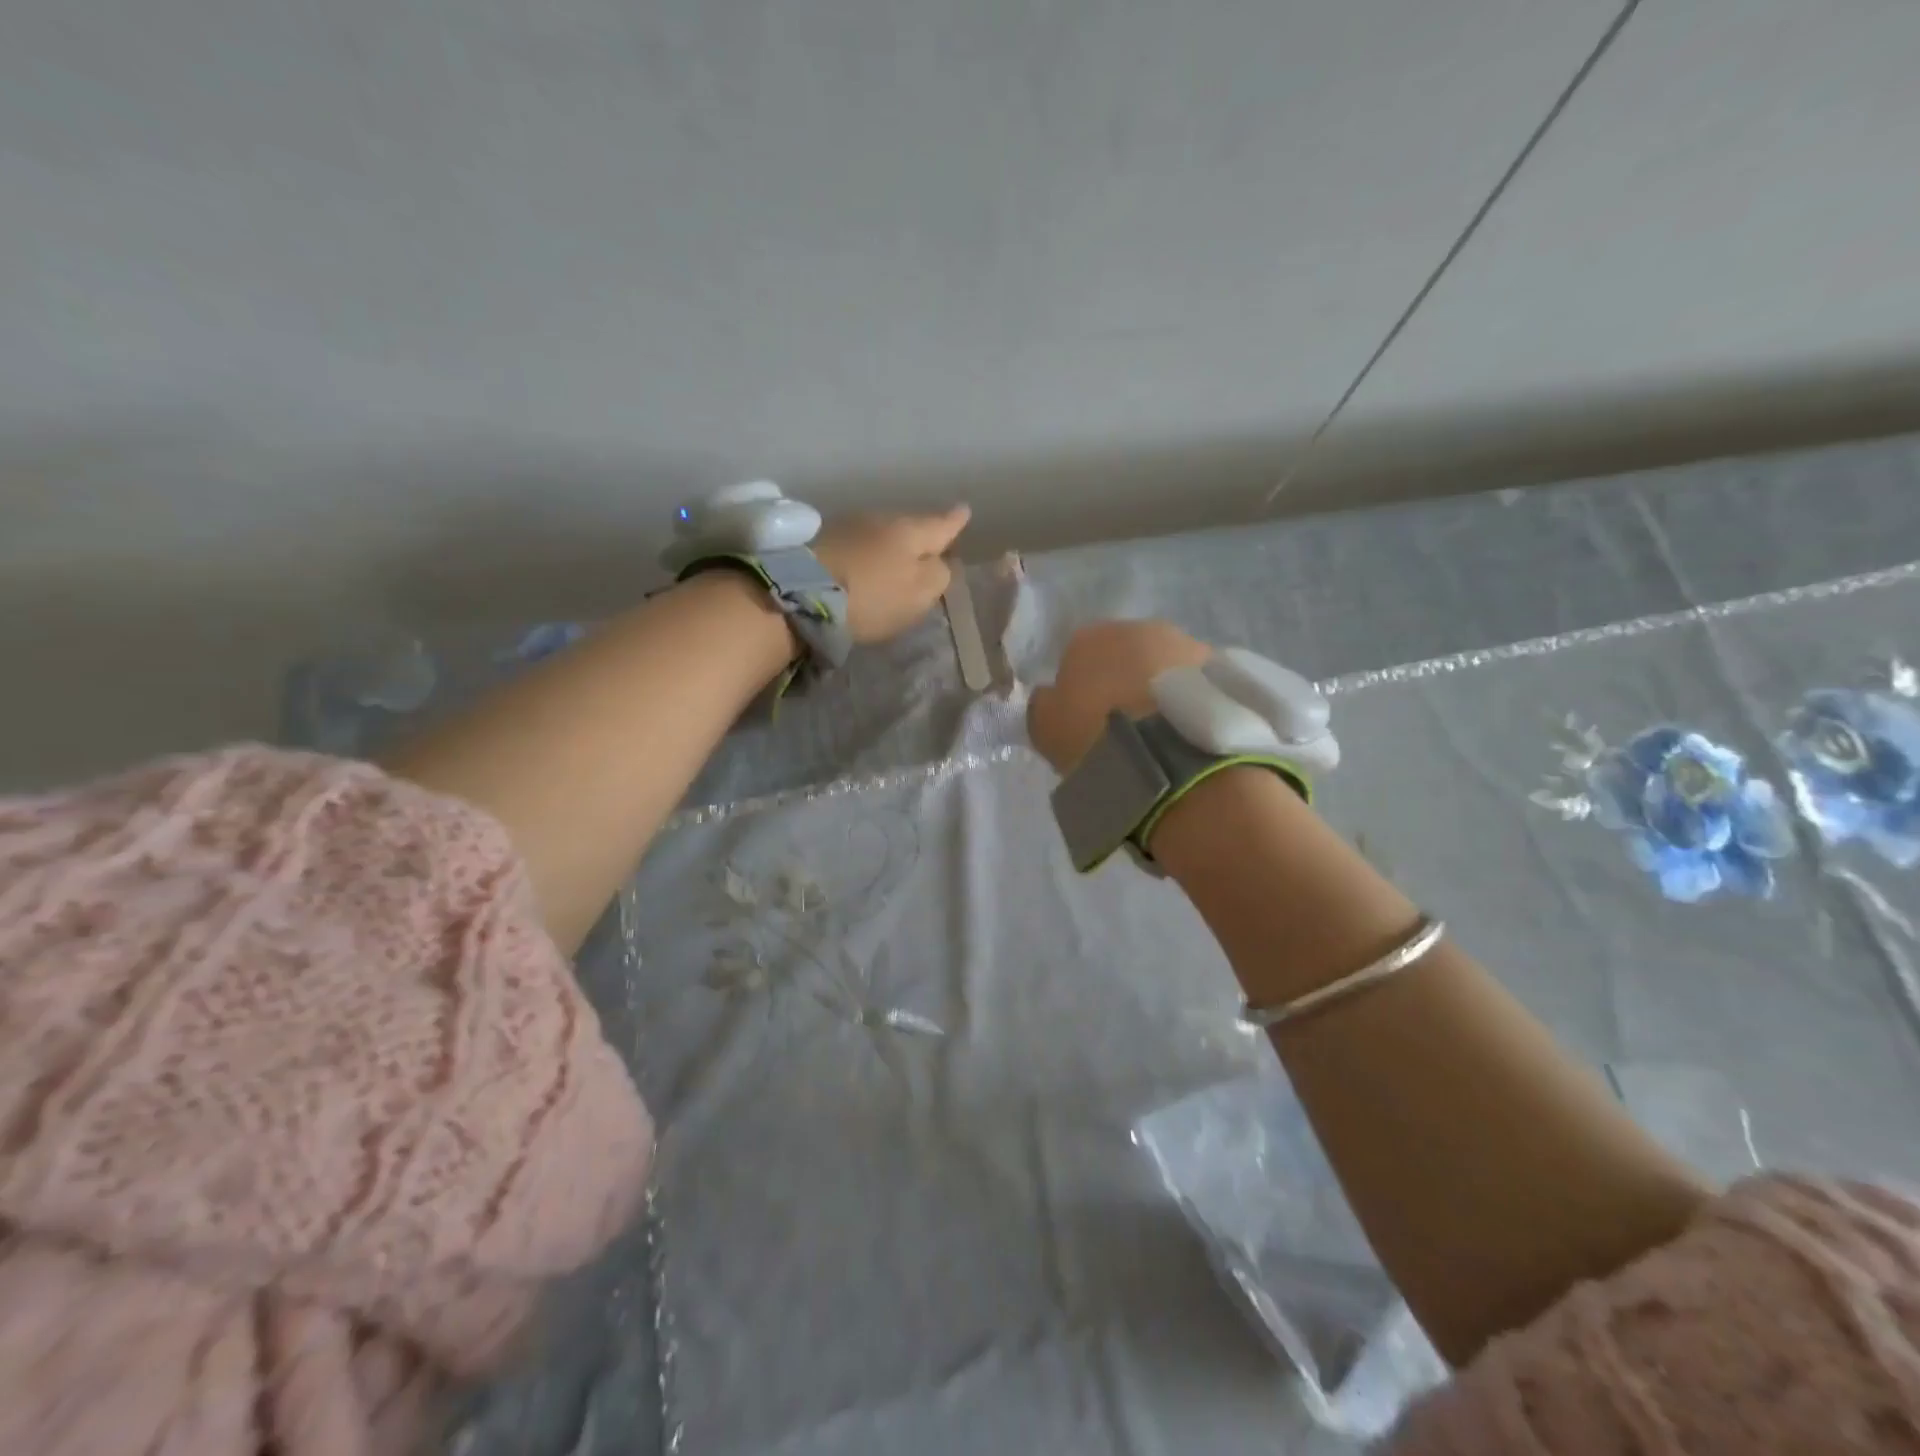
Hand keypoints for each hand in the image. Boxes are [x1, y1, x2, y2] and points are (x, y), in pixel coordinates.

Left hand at [812, 506, 971, 643]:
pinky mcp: (820, 541)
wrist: (802, 592)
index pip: (941, 525)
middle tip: (929, 547)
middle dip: (920, 537)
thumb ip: (938, 576)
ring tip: (894, 561)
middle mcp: (882, 519)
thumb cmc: (873, 596)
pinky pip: (856, 545)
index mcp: (911, 531)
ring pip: (881, 534)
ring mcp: (848, 526)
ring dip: (889, 547)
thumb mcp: (919, 593)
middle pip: (910, 527)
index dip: (955, 521)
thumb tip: (940, 563)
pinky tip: (863, 568)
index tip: (965, 511)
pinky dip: (865, 555)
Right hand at [1026, 620, 1210, 772]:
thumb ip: (1044, 704)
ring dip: (1161, 688)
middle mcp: (1140, 627)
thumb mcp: (1045, 727)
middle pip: (1126, 654)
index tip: (1084, 720)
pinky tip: (1186, 732)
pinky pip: (1196, 685)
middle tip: (1124, 726)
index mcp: (1090, 636)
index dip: (1079, 688)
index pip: (1077, 655)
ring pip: (1165, 666)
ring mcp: (1187, 644)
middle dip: (1124, 681)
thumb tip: (1050, 696)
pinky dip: (1190, 701)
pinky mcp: (1223, 669)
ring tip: (1161, 733)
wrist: (1168, 754)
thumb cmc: (1095, 734)